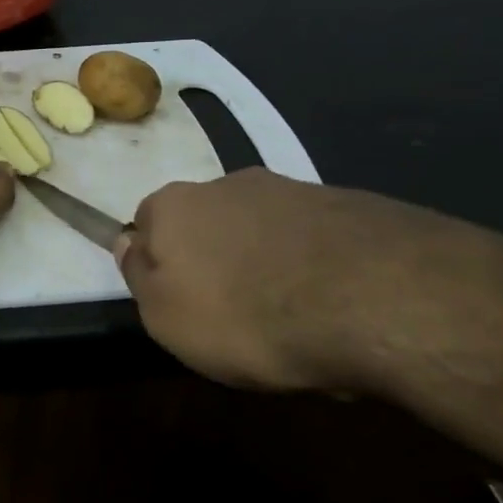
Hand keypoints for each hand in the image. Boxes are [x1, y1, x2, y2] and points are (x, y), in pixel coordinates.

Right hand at [116, 168, 502, 395]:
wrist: (374, 297)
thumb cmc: (245, 314)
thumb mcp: (166, 317)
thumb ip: (139, 277)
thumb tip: (128, 244)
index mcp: (173, 205)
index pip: (145, 225)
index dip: (157, 264)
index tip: (177, 302)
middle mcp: (226, 184)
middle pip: (205, 224)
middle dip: (213, 260)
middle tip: (233, 314)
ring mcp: (291, 189)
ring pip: (261, 230)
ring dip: (265, 263)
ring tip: (291, 318)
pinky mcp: (349, 204)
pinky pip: (313, 241)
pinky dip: (314, 267)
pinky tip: (334, 307)